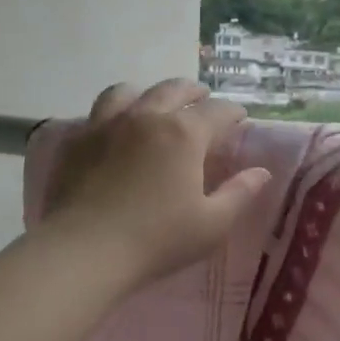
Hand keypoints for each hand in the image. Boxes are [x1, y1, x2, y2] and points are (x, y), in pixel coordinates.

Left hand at [40, 79, 271, 286]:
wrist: (84, 251)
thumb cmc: (156, 240)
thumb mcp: (211, 225)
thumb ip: (239, 194)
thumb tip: (261, 172)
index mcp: (184, 133)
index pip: (217, 111)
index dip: (233, 112)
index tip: (241, 117)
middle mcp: (147, 116)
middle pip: (174, 89)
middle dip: (194, 92)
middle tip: (203, 99)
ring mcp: (107, 124)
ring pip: (130, 91)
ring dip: (150, 93)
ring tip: (155, 104)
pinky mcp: (78, 140)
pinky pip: (98, 112)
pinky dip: (114, 112)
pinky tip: (115, 127)